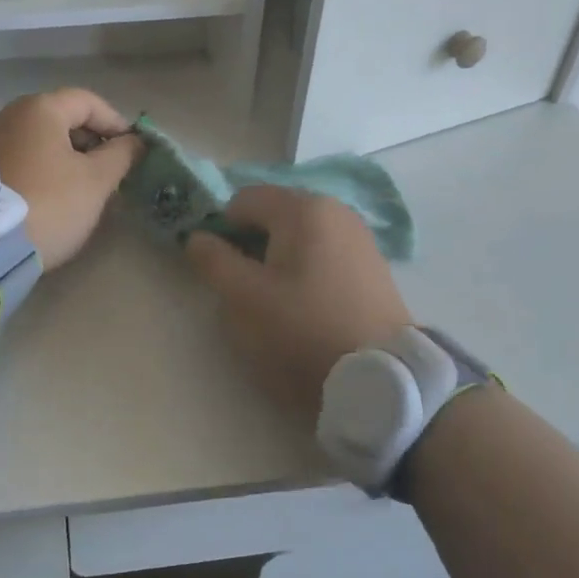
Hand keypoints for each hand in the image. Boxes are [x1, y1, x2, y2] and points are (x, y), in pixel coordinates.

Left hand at [0, 89, 144, 270]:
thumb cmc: (48, 203)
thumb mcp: (95, 181)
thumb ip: (121, 155)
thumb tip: (135, 141)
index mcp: (40, 109)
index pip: (88, 101)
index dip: (115, 122)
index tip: (131, 150)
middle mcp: (10, 115)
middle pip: (62, 117)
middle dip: (91, 140)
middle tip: (110, 171)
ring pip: (41, 140)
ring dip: (67, 157)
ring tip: (84, 187)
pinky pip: (22, 157)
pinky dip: (44, 168)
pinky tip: (53, 196)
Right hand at [187, 186, 411, 422]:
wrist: (381, 377)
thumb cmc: (303, 329)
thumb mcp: (244, 299)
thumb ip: (213, 261)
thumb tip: (197, 237)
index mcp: (301, 208)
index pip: (242, 200)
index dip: (223, 231)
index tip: (224, 270)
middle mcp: (333, 209)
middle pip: (273, 215)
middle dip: (252, 245)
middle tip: (250, 289)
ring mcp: (358, 234)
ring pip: (299, 236)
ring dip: (279, 259)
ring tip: (280, 302)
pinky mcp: (373, 263)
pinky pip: (324, 252)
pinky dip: (307, 269)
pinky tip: (310, 306)